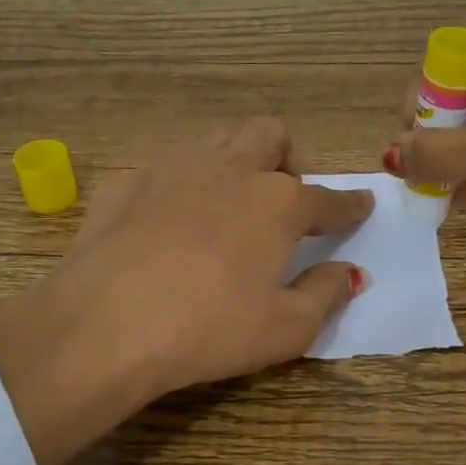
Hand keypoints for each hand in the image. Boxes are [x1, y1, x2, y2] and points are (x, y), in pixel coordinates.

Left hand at [0, 120, 373, 464]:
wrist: (103, 326)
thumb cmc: (209, 329)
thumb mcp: (285, 328)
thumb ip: (326, 294)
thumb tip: (350, 273)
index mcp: (276, 203)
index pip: (327, 198)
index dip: (349, 204)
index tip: (362, 205)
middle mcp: (229, 170)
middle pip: (269, 135)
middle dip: (285, 158)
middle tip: (279, 202)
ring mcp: (171, 169)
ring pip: (216, 141)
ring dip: (233, 162)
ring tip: (226, 206)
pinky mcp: (124, 182)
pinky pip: (162, 172)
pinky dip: (177, 190)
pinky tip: (164, 226)